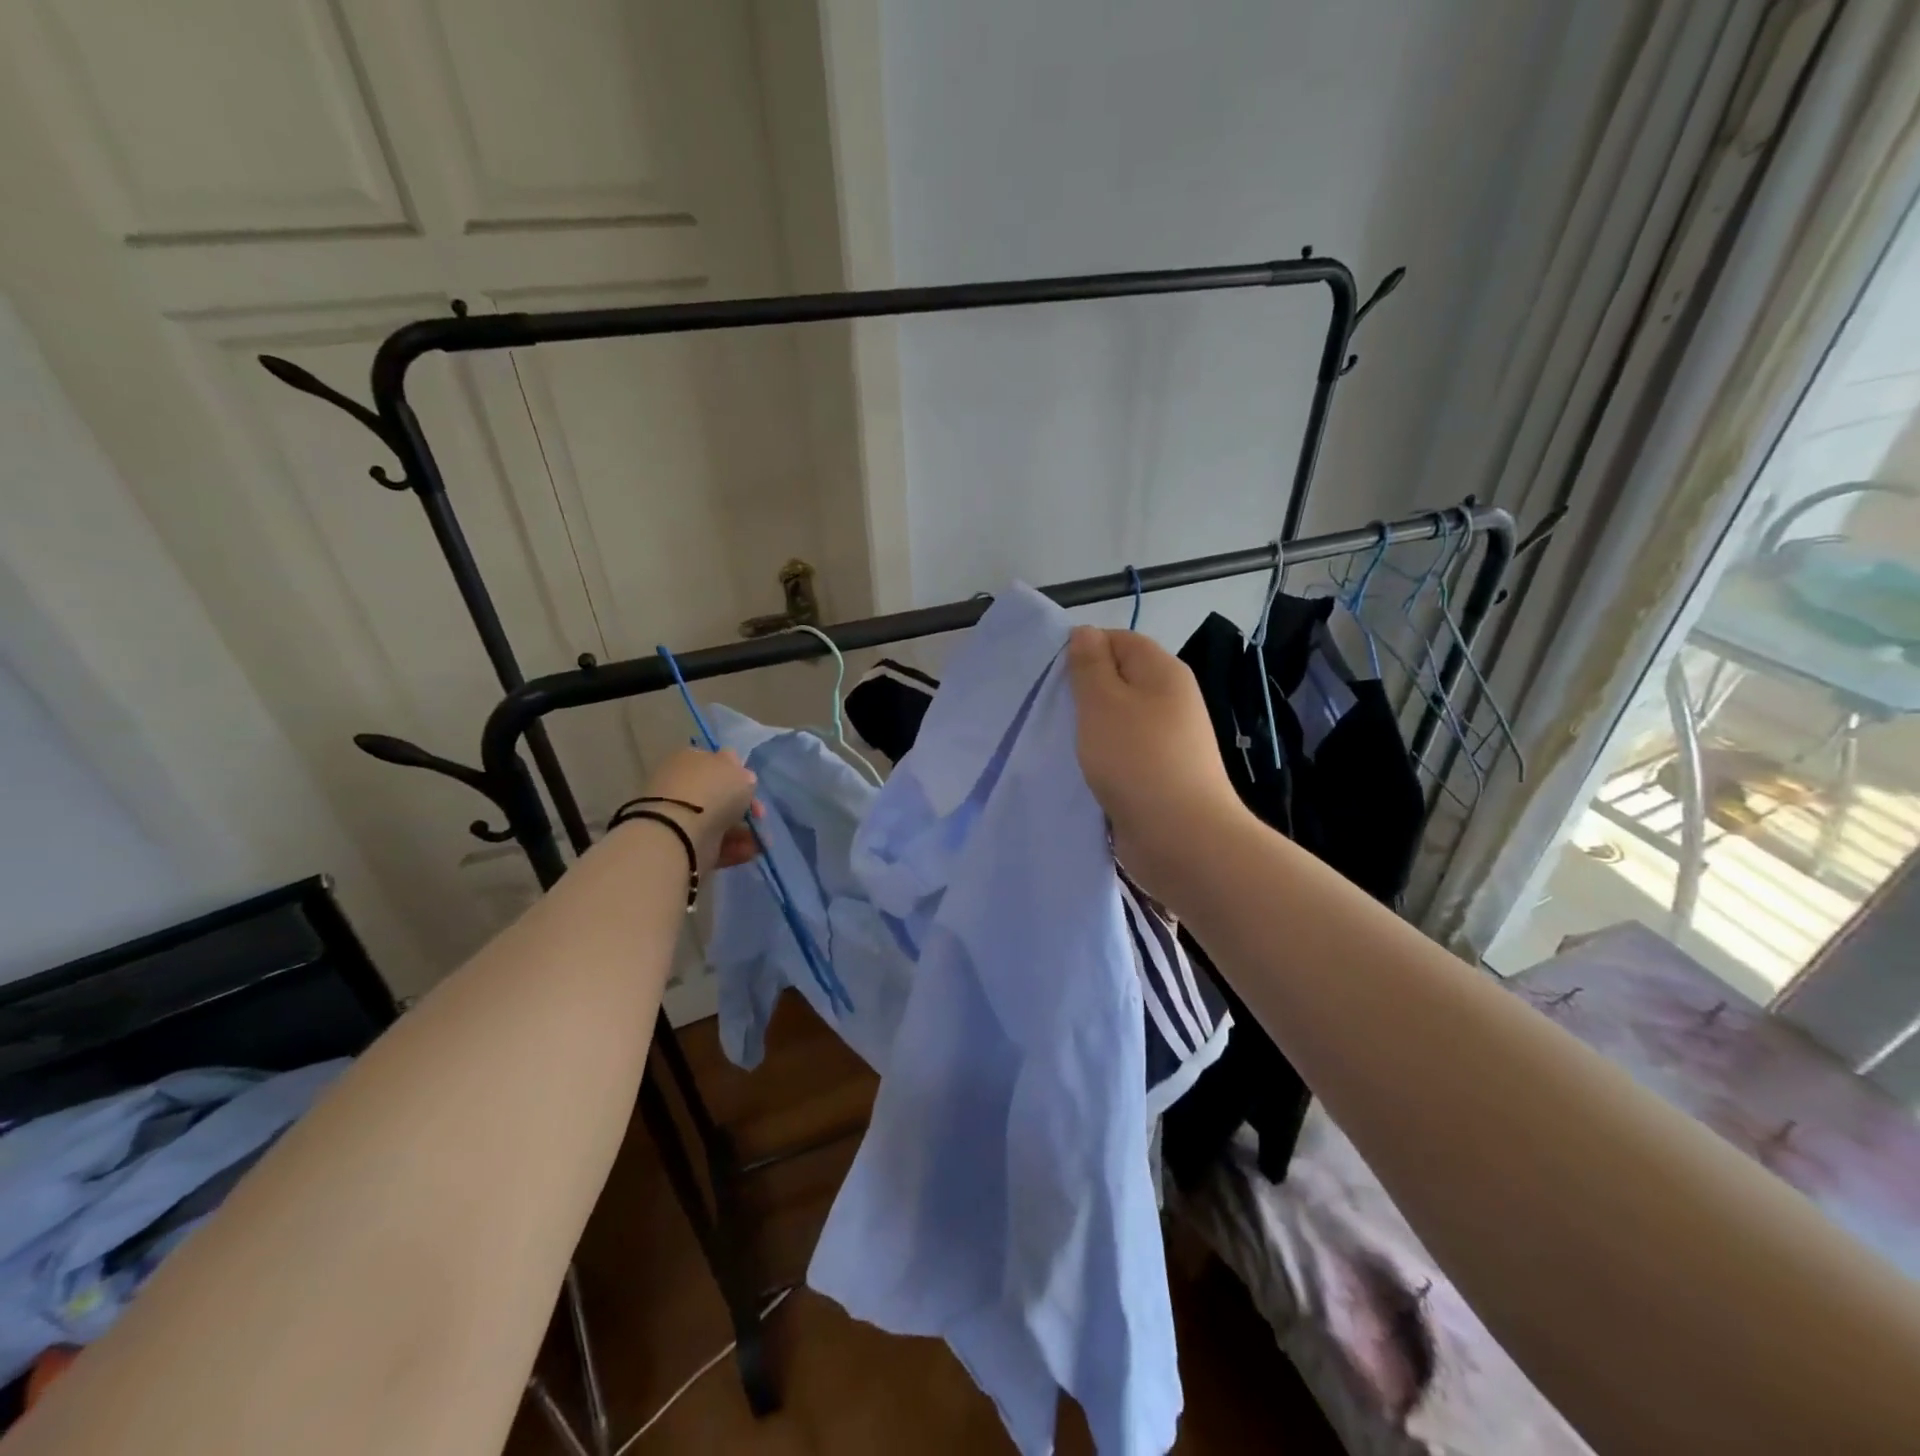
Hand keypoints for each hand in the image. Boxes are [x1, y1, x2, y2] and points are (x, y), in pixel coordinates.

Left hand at [637, 748, 761, 871]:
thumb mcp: (741, 773)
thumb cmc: (712, 791)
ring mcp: (681, 816)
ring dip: (743, 829)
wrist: (679, 831)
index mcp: (691, 758)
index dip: (739, 774)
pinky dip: (734, 847)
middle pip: (720, 794)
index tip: (754, 788)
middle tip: (759, 815)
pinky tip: (750, 851)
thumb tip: (742, 781)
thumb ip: (744, 776)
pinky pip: (715, 843)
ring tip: (760, 839)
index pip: (717, 761)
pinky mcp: (683, 843)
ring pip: (720, 820)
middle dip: (744, 806)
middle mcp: (683, 785)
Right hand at [1066, 626, 1247, 901]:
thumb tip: (1086, 633)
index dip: (1084, 649)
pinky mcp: (1162, 773)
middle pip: (1120, 679)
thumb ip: (1090, 665)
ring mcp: (1169, 739)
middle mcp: (1171, 700)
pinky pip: (1125, 753)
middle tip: (1050, 710)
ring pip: (1120, 719)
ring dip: (1091, 728)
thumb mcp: (1103, 702)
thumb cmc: (1137, 760)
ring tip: (1061, 741)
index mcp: (1163, 672)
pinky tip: (1082, 770)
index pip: (1119, 639)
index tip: (1052, 676)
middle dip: (1084, 692)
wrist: (1181, 837)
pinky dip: (1103, 757)